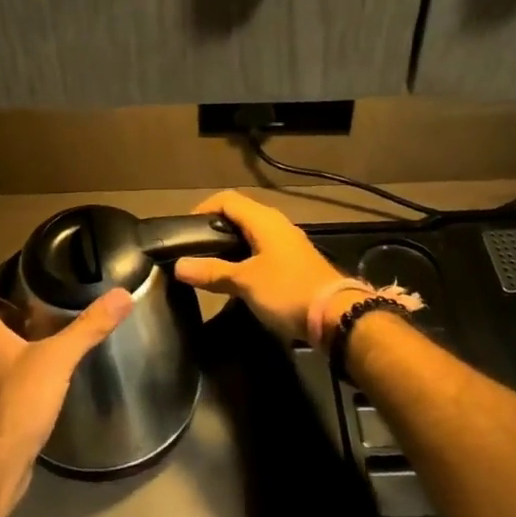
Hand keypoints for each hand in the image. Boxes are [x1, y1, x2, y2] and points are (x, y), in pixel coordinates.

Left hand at [0, 289, 132, 499]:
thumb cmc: (19, 399)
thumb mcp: (59, 358)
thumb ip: (88, 327)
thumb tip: (122, 295)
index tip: (16, 287)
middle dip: (5, 324)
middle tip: (37, 316)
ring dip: (5, 356)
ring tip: (38, 349)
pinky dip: (7, 384)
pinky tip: (32, 389)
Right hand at [172, 190, 348, 344]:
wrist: (336, 316)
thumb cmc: (287, 291)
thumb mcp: (245, 282)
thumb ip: (212, 272)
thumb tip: (179, 265)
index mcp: (264, 220)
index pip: (226, 200)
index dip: (202, 209)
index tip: (184, 231)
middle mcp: (276, 224)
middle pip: (239, 215)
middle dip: (214, 228)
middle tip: (193, 249)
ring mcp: (287, 243)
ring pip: (251, 234)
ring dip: (230, 245)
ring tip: (209, 265)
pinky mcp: (294, 262)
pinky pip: (262, 250)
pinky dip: (244, 258)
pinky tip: (236, 278)